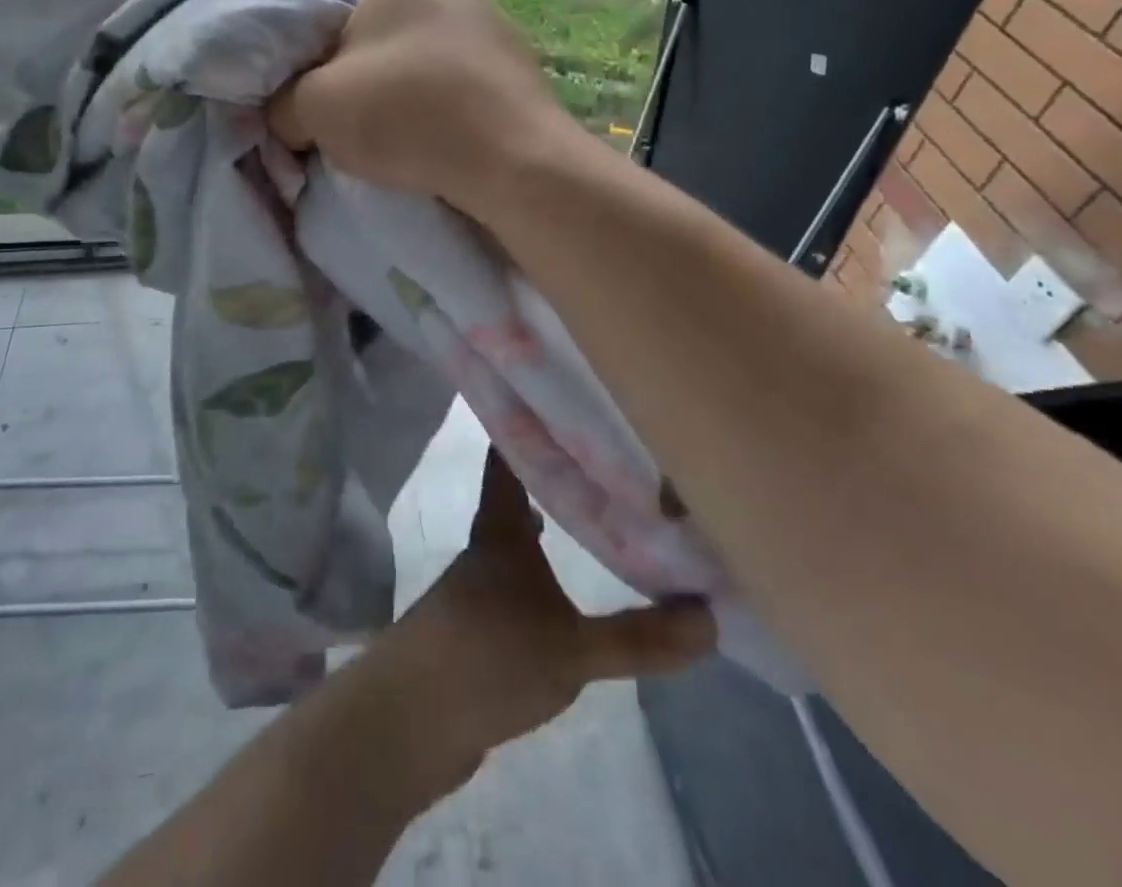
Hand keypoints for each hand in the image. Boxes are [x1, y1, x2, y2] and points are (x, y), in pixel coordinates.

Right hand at [267, 0, 582, 210]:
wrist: (515, 163)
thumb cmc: (409, 113)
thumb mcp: (317, 107)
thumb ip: (283, 102)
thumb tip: (285, 113)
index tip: (312, 44)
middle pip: (390, 7)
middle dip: (362, 44)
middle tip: (339, 87)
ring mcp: (495, 27)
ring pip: (427, 44)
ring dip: (403, 75)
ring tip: (385, 119)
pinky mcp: (518, 70)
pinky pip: (460, 75)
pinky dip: (440, 98)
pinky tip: (431, 134)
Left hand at [376, 448, 715, 780]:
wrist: (410, 721)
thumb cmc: (487, 656)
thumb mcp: (572, 650)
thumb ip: (639, 637)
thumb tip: (711, 616)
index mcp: (501, 530)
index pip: (509, 460)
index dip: (527, 429)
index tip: (557, 400)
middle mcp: (486, 548)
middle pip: (516, 499)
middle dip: (552, 482)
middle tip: (602, 466)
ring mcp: (477, 589)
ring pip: (517, 544)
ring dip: (547, 530)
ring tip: (595, 522)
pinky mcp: (477, 628)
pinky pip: (516, 587)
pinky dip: (540, 579)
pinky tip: (563, 596)